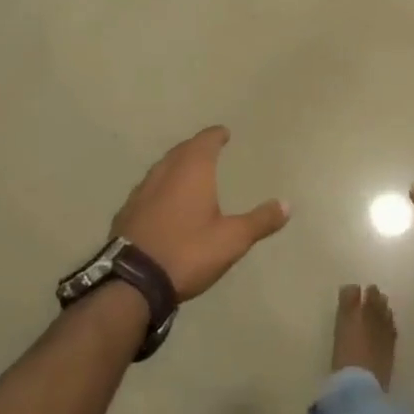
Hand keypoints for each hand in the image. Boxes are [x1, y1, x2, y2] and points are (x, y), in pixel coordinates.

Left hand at [112, 126, 289, 300]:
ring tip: (187, 172)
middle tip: (208, 149)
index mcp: (193, 170)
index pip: (206, 140)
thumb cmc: (188, 251)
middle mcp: (165, 171)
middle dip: (196, 147)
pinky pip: (147, 188)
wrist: (132, 280)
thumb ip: (260, 221)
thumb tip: (287, 204)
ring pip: (162, 167)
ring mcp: (141, 190)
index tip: (223, 132)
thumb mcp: (232, 240)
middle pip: (182, 150)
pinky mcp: (126, 211)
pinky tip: (162, 201)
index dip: (216, 135)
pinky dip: (160, 187)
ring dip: (176, 165)